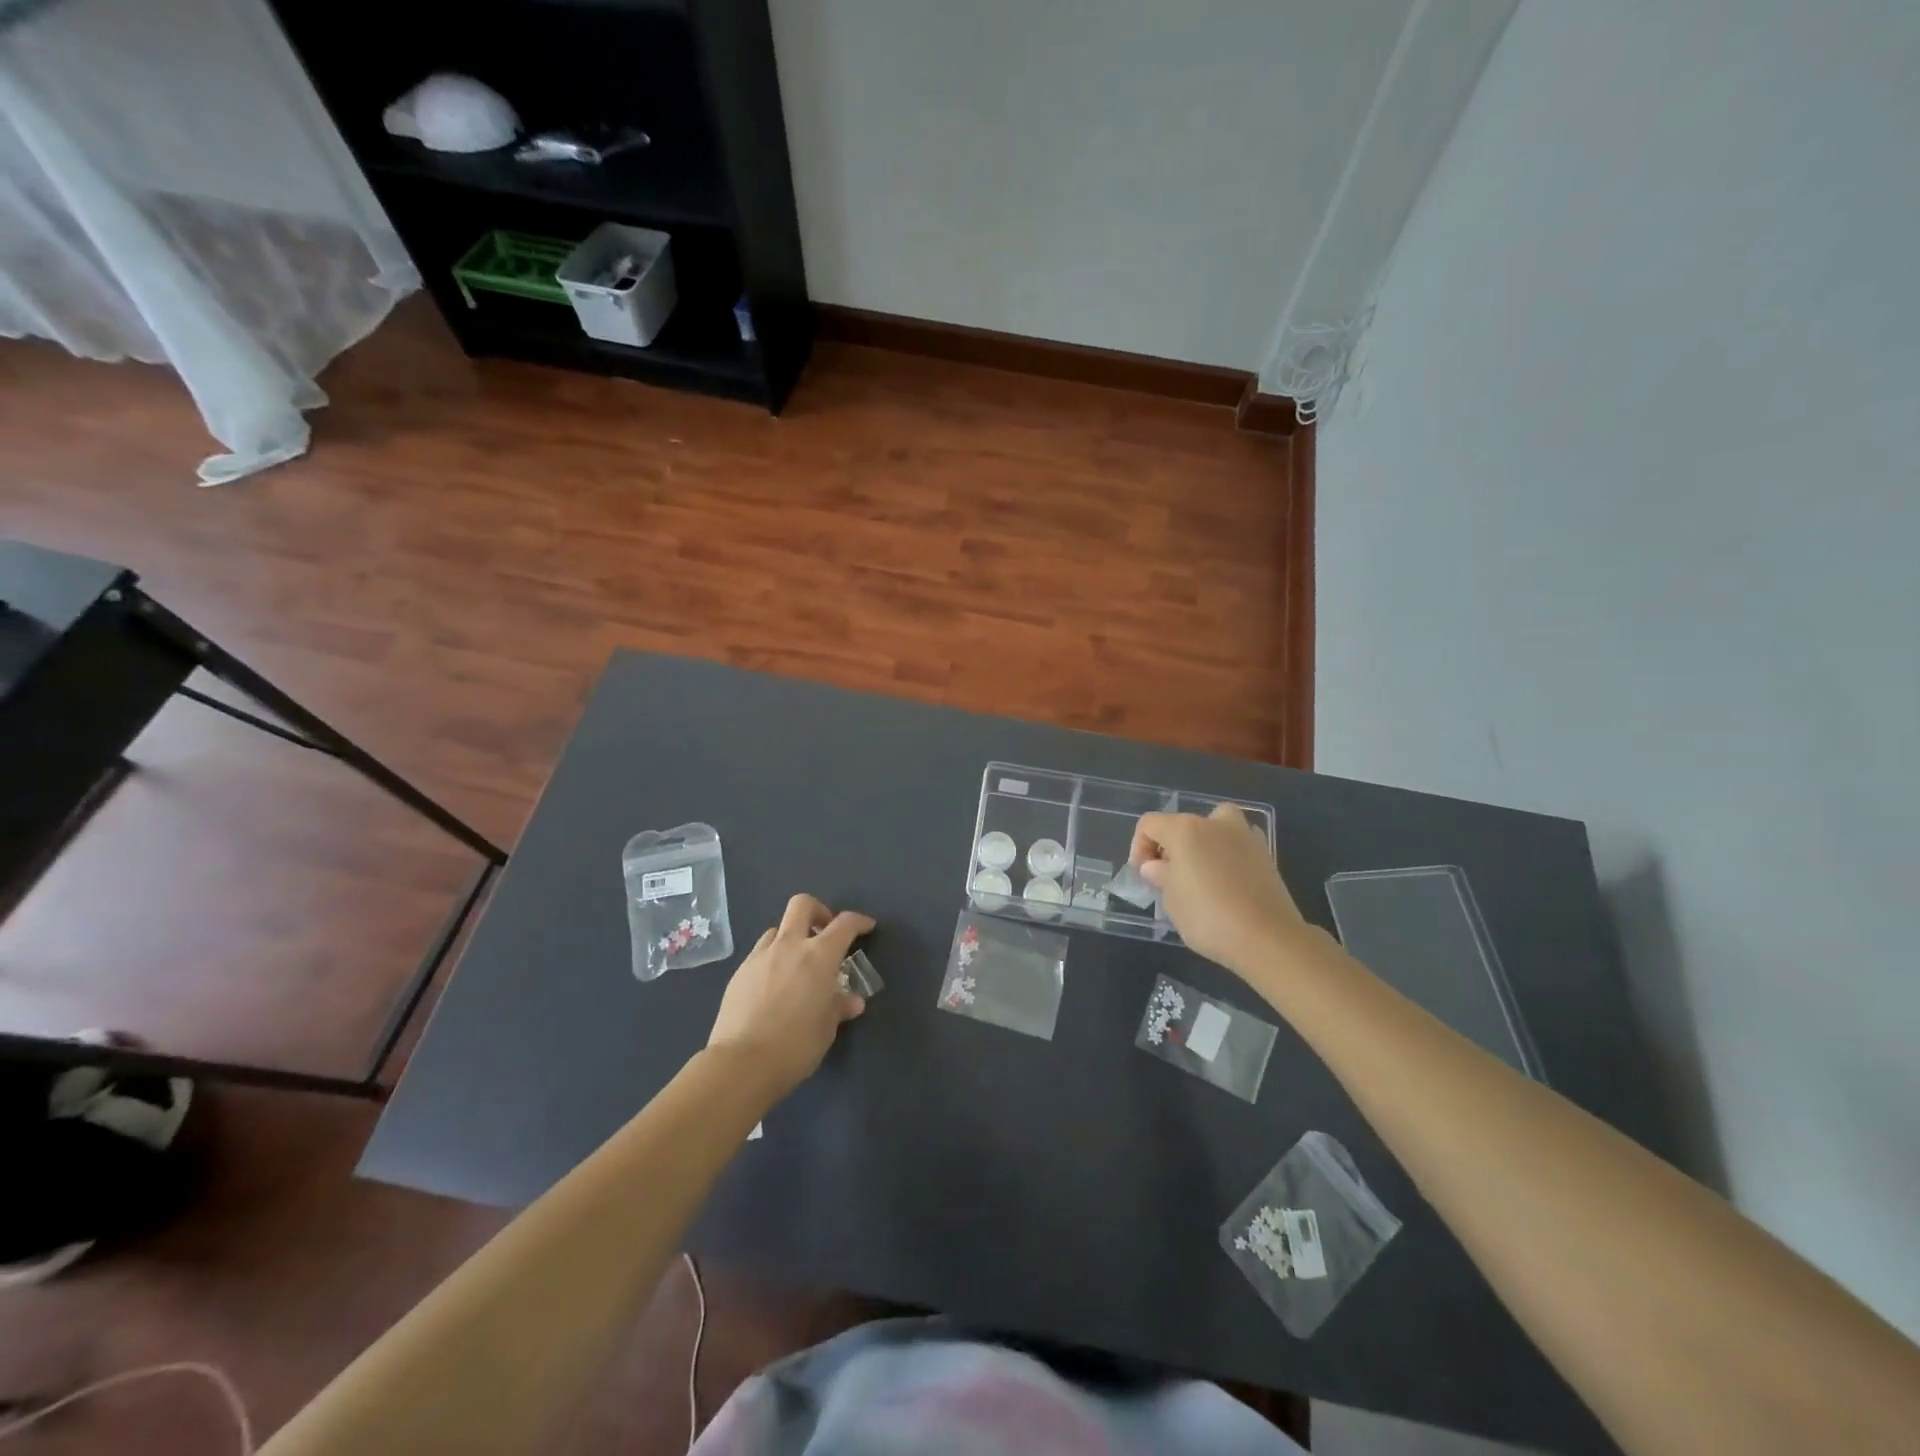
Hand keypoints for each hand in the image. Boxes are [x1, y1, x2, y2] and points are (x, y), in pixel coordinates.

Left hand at [707, 894, 872, 1095]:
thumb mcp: (827, 1028)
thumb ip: (839, 1007)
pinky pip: (760, 953)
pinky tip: (774, 986)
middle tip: (824, 933)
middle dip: (818, 911)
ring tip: (797, 964)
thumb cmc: (796, 1045)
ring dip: (791, 938)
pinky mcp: (739, 973)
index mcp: (819, 956)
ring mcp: (760, 957)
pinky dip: (772, 959)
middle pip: (802, 905)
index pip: (844, 924)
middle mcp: (789, 946)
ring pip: (777, 929)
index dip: (859, 921)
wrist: (742, 1063)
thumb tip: (851, 1001)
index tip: (866, 927)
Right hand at [1130, 805, 1309, 973]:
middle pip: (1183, 823)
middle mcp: (1215, 823)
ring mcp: (1245, 836)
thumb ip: (1161, 875)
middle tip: (1169, 876)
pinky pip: (1237, 845)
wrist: (1267, 938)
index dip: (1139, 847)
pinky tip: (1226, 883)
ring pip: (1216, 827)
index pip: (1150, 824)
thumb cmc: (1208, 916)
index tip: (1144, 875)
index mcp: (1185, 829)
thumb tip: (1156, 866)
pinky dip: (1228, 855)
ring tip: (1200, 875)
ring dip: (1203, 844)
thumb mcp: (1171, 899)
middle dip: (1172, 846)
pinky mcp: (1266, 855)